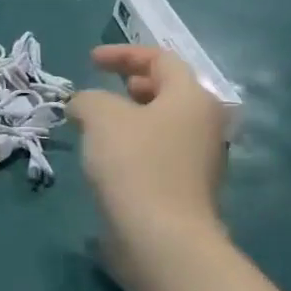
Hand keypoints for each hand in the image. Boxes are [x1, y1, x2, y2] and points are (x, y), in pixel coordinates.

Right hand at [68, 46, 226, 246]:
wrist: (161, 236)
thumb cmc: (135, 164)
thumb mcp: (100, 116)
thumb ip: (88, 99)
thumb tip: (85, 106)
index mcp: (192, 98)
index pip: (161, 59)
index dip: (124, 54)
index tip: (91, 60)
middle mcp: (205, 124)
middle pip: (169, 91)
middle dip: (133, 84)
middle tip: (104, 87)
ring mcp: (201, 159)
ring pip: (163, 123)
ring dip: (131, 117)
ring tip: (98, 123)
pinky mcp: (186, 188)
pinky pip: (159, 151)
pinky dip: (134, 144)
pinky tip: (108, 157)